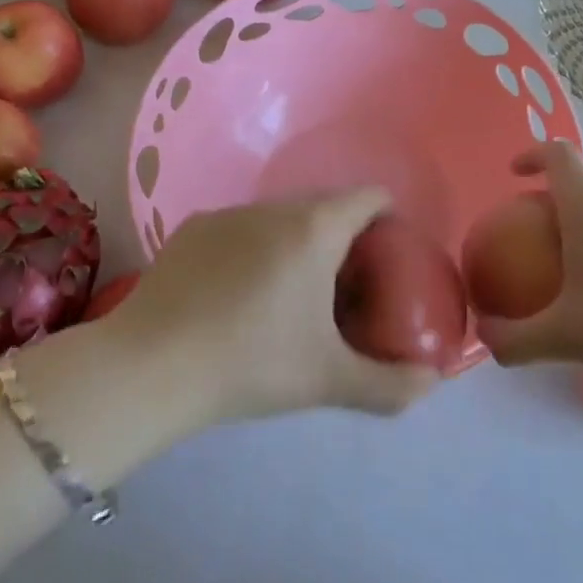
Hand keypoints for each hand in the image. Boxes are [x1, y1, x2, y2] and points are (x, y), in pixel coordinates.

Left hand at [114, 190, 438, 424]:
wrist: (149, 367)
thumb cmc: (252, 363)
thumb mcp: (329, 380)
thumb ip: (391, 384)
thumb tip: (432, 382)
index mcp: (315, 229)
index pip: (369, 197)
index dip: (388, 221)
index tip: (388, 259)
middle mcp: (273, 207)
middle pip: (325, 207)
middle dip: (343, 239)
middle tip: (344, 289)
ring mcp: (227, 214)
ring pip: (280, 218)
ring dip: (296, 243)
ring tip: (288, 295)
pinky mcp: (191, 229)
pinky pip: (240, 230)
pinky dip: (253, 250)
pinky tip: (236, 297)